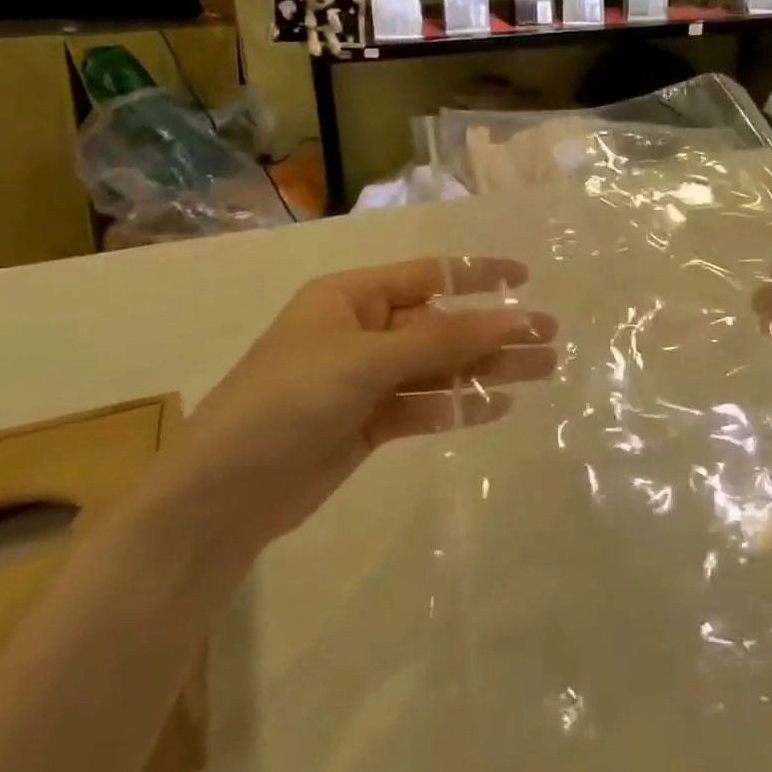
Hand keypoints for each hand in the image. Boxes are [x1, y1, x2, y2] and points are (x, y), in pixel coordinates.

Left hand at [149, 258, 555, 560]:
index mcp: (352, 296)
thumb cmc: (287, 402)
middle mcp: (363, 330)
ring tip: (543, 371)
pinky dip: (459, 406)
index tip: (526, 278)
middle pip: (443, 324)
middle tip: (550, 337)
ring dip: (487, 368)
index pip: (429, 275)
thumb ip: (443, 340)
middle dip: (495, 329)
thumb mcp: (366, 360)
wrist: (220, 497)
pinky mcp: (369, 423)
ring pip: (440, 367)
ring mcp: (366, 379)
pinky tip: (498, 407)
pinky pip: (425, 405)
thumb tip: (516, 317)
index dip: (480, 275)